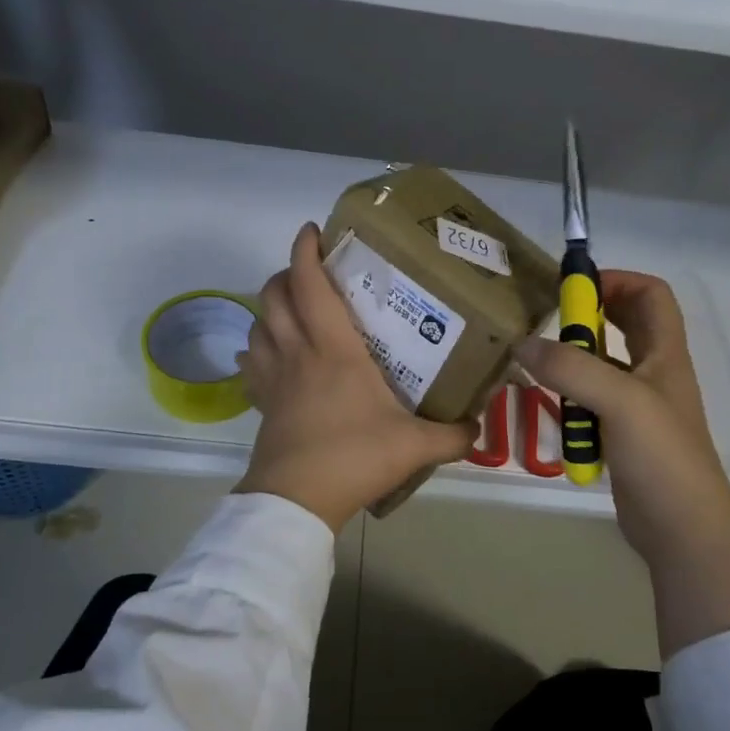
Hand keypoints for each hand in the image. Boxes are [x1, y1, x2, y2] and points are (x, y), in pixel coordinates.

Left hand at [236, 223, 476, 532]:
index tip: (312, 230)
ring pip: (257, 325)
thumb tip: (479, 427)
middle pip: (274, 295)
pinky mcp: (262, 403)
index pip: (309, 284)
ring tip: (291, 311)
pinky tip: (269, 355)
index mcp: (334, 349)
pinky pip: (250, 363)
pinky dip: (256, 348)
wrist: (297, 500)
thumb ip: (453, 435)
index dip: (305, 250)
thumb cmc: (354, 457)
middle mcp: (297, 352)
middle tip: (310, 274)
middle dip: (285, 273)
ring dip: (269, 309)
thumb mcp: (415, 446)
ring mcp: (273, 378)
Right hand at [516, 270, 729, 652]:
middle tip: (549, 322)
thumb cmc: (662, 457)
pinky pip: (590, 401)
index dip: (616, 281)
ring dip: (572, 361)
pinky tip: (549, 405)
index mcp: (665, 353)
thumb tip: (522, 343)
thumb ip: (571, 369)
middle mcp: (653, 372)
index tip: (574, 290)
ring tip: (539, 366)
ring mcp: (637, 405)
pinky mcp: (620, 434)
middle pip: (625, 324)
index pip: (651, 294)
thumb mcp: (620, 402)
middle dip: (588, 317)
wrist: (682, 529)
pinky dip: (569, 397)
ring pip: (602, 365)